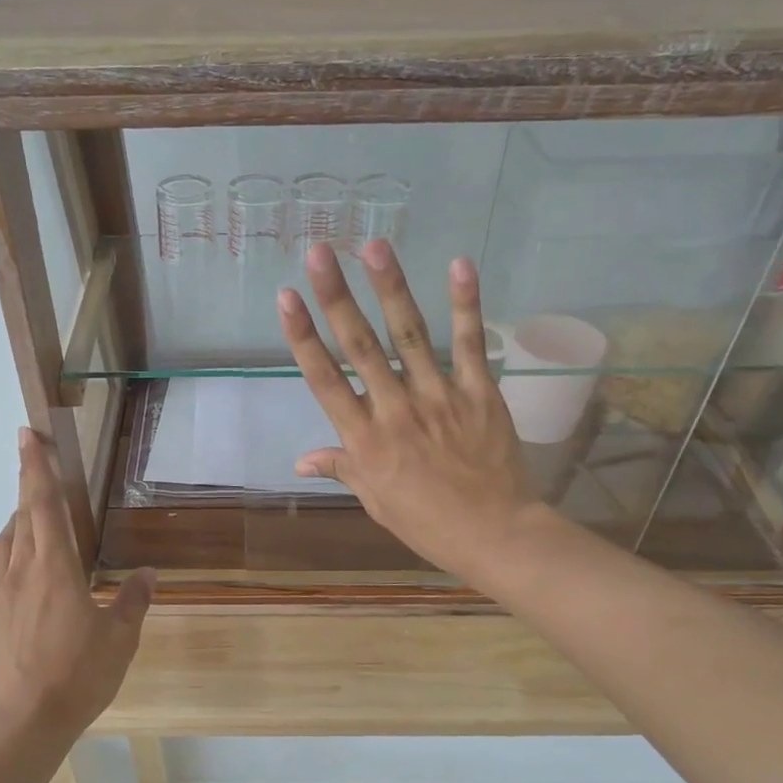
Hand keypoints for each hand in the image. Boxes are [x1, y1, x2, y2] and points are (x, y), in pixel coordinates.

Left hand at [0, 429, 154, 744]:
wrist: (23, 721)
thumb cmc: (77, 674)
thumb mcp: (120, 638)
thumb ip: (133, 601)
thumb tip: (148, 573)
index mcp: (55, 566)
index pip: (44, 503)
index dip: (36, 466)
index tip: (26, 435)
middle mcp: (21, 570)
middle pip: (22, 516)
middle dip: (28, 485)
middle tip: (34, 464)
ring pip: (3, 545)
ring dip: (16, 525)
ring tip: (30, 522)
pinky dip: (2, 568)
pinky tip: (10, 579)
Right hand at [276, 242, 546, 587]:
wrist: (496, 535)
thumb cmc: (427, 523)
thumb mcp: (375, 500)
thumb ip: (342, 469)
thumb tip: (299, 460)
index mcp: (365, 440)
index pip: (325, 380)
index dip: (303, 337)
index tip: (287, 298)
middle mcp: (395, 410)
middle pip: (360, 347)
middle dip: (337, 297)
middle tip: (320, 252)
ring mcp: (439, 397)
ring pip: (409, 335)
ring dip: (391, 288)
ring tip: (374, 247)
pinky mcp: (479, 392)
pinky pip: (470, 344)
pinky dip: (466, 304)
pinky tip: (458, 265)